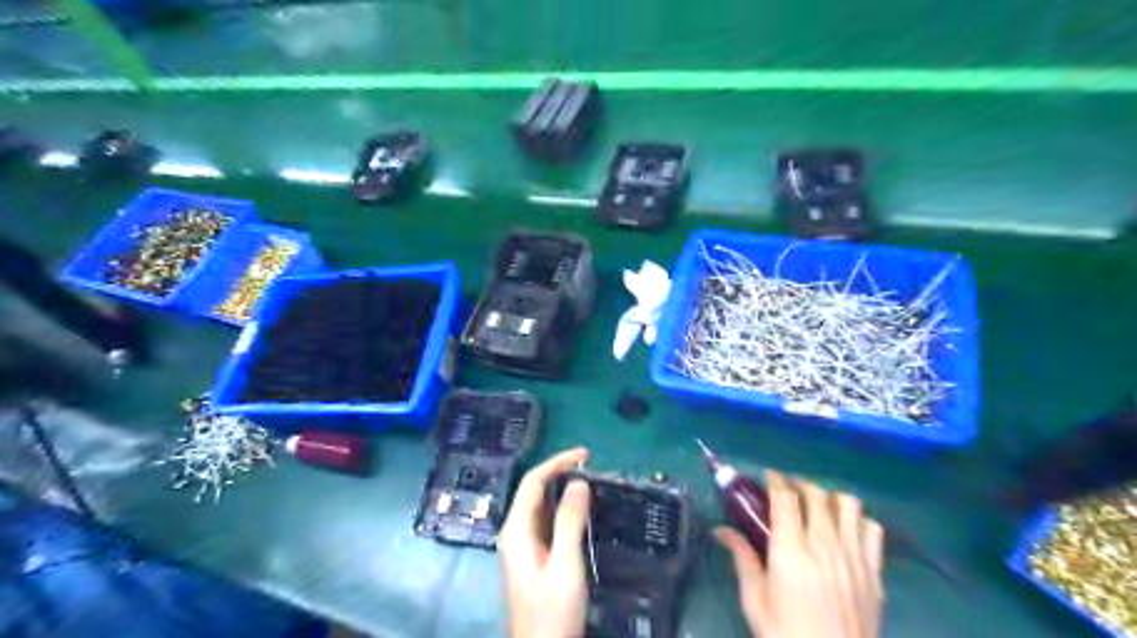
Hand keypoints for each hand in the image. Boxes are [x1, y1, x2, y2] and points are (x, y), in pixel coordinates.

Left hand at [505, 447, 594, 636]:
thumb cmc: (553, 611)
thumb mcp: (565, 564)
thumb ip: (569, 521)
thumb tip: (578, 481)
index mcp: (516, 530)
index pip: (533, 482)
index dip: (557, 463)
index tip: (585, 455)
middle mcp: (515, 532)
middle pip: (534, 491)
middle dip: (560, 473)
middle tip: (591, 466)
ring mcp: (524, 546)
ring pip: (541, 506)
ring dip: (563, 490)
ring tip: (590, 482)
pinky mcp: (534, 557)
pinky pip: (547, 522)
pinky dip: (564, 509)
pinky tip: (582, 510)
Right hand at [712, 468, 881, 637]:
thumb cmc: (785, 635)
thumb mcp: (755, 599)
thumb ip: (742, 557)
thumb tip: (720, 530)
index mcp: (791, 551)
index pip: (785, 498)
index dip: (776, 480)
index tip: (768, 476)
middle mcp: (824, 545)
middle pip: (817, 494)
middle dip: (800, 484)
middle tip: (788, 491)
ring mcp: (854, 558)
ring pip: (848, 505)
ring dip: (830, 498)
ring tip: (819, 507)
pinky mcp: (874, 573)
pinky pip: (873, 530)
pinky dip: (858, 521)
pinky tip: (846, 531)